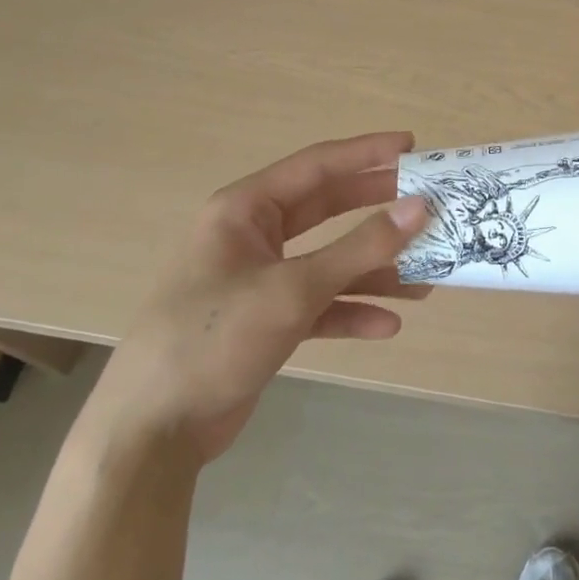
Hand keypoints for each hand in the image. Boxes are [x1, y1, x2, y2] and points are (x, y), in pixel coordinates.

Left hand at [82, 132, 432, 468]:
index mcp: (246, 209)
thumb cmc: (215, 338)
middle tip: (427, 201)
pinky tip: (387, 325)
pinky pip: (318, 303)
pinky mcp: (265, 320)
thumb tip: (420, 207)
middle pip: (327, 209)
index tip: (412, 146)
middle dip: (377, 208)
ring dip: (373, 269)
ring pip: (328, 260)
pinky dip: (351, 311)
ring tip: (425, 277)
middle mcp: (253, 235)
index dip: (366, 153)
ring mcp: (259, 278)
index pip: (317, 165)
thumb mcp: (293, 290)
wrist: (151, 434)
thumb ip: (360, 249)